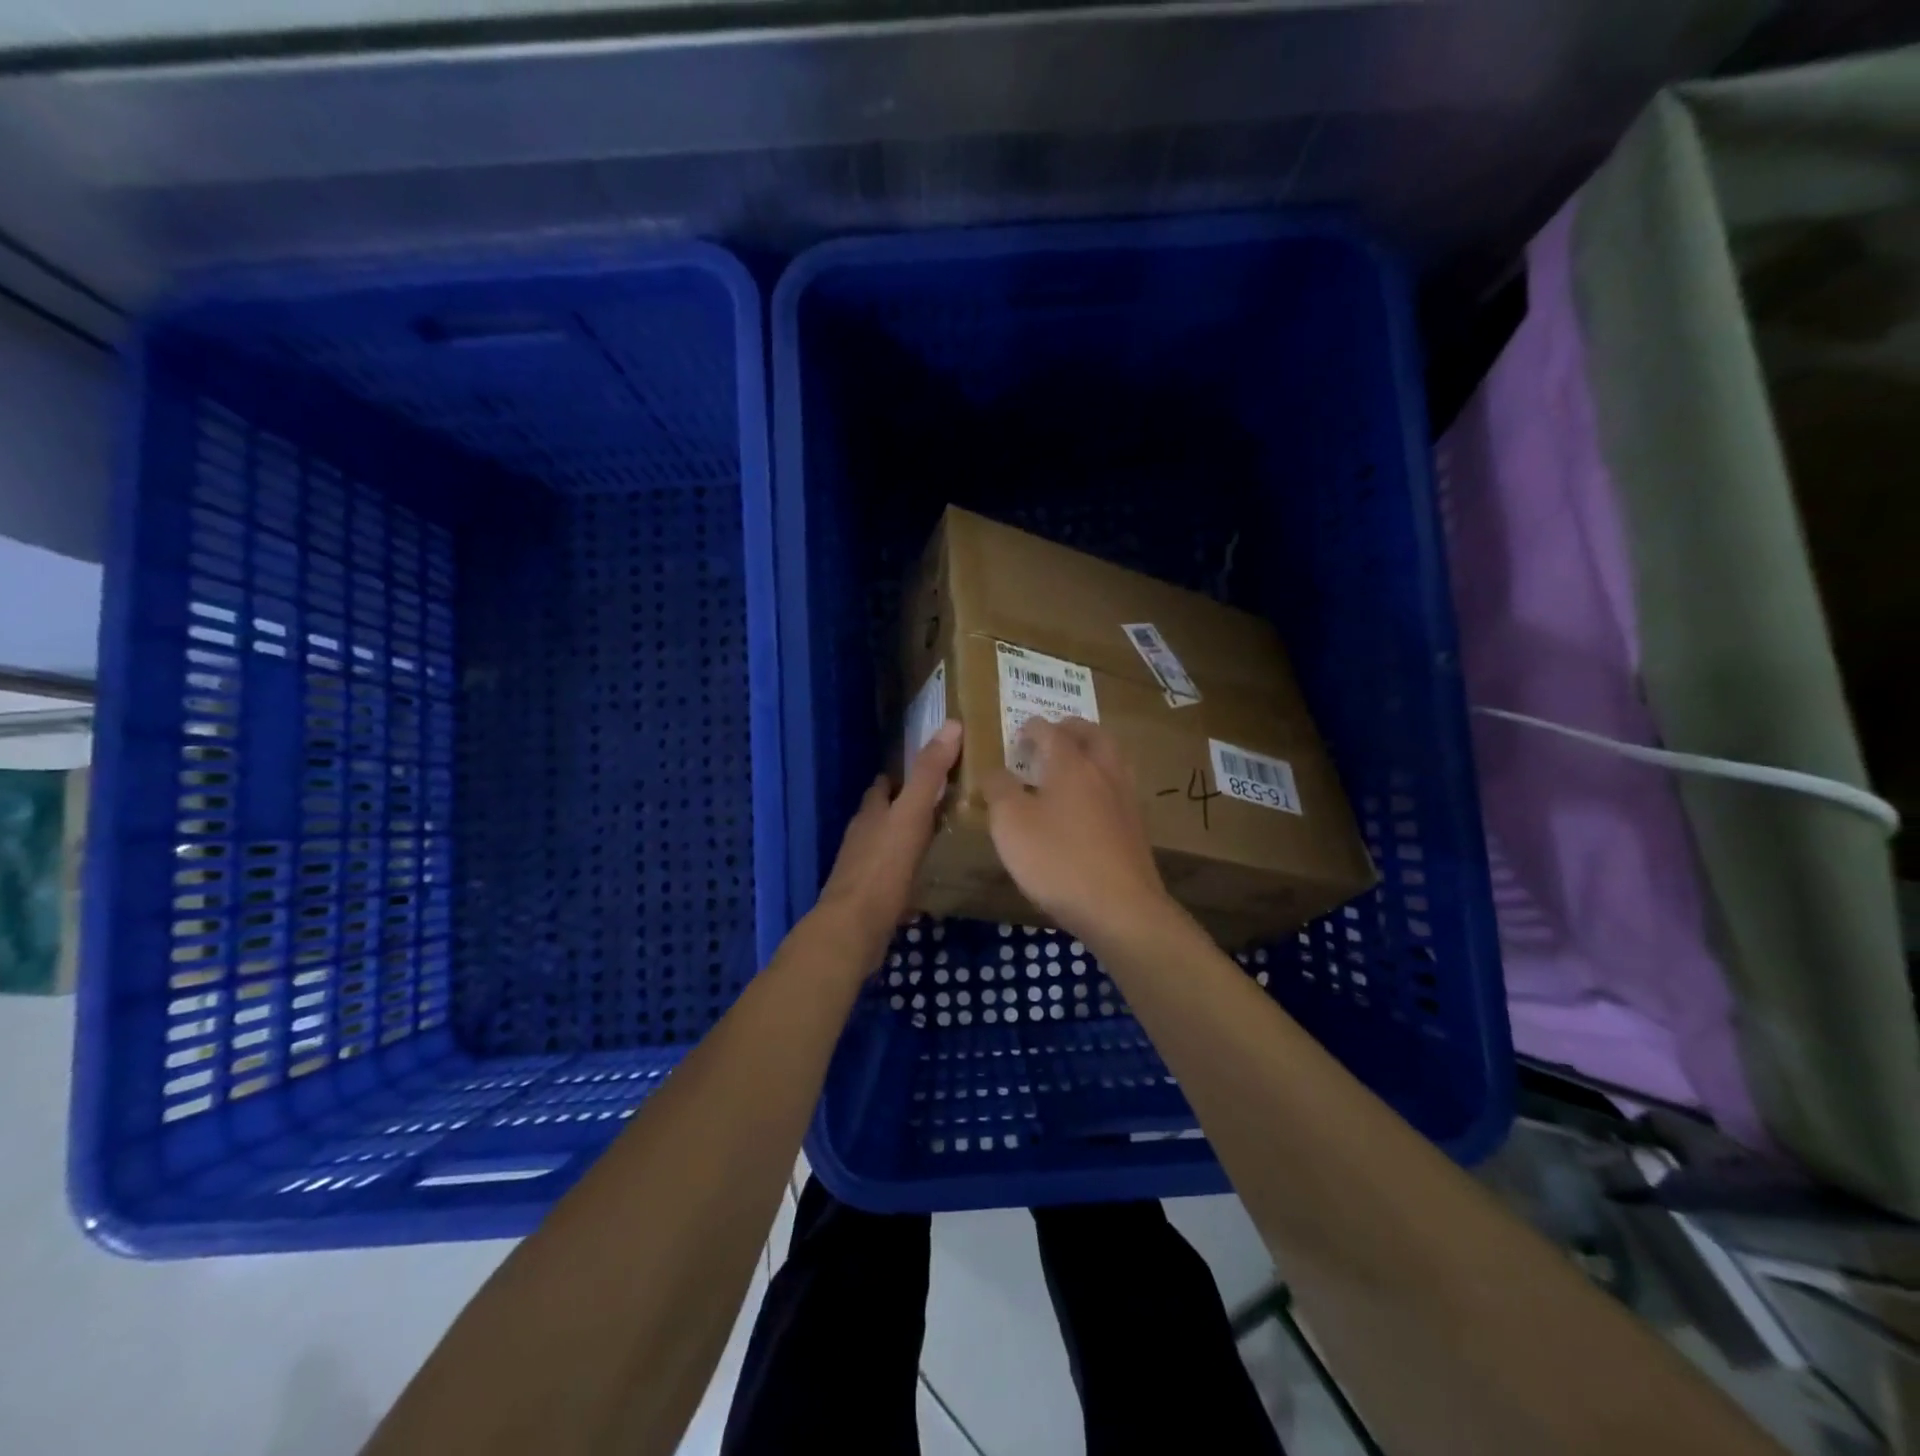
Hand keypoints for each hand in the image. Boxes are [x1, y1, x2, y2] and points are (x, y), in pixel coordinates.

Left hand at [812, 721, 962, 974]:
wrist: (853, 929)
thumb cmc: (883, 867)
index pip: (884, 784)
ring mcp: (863, 869)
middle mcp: (863, 836)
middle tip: (941, 803)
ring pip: (886, 845)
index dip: (902, 775)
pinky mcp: (870, 899)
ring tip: (937, 838)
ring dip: (905, 839)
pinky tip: (924, 879)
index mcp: (871, 813)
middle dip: (905, 806)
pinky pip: (891, 876)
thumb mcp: (911, 814)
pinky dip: (906, 871)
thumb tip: (951, 724)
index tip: (929, 769)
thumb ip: (929, 774)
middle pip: (883, 814)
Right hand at [982, 717, 1176, 947]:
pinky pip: (1120, 788)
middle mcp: (1104, 773)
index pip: (1052, 732)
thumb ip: (999, 790)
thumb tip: (994, 771)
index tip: (1020, 733)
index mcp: (1072, 765)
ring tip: (1076, 763)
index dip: (1033, 728)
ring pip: (1114, 759)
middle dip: (1073, 729)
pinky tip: (1093, 803)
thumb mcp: (1011, 825)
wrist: (1121, 908)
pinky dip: (1104, 781)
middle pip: (1094, 736)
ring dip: (1095, 751)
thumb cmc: (1058, 860)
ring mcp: (1126, 800)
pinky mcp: (1137, 829)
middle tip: (1055, 734)